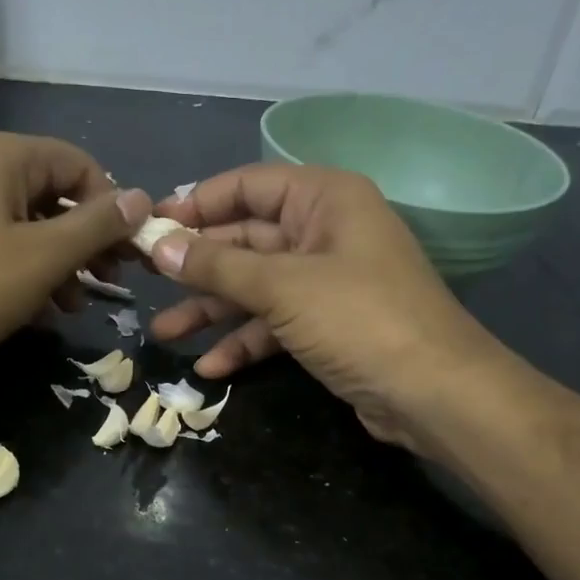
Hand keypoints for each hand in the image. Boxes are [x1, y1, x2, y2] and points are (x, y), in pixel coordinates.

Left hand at [0, 131, 150, 385]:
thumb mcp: (44, 257)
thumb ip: (97, 226)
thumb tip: (141, 198)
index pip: (78, 164)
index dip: (111, 206)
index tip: (127, 252)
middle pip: (50, 194)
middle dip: (85, 240)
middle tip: (108, 281)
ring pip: (22, 224)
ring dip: (57, 262)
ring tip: (73, 306)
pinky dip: (22, 270)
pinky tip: (35, 310)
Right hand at [148, 165, 516, 452]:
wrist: (433, 394)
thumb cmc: (360, 319)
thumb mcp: (282, 287)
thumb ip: (217, 266)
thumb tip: (159, 245)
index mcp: (324, 199)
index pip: (248, 185)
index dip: (197, 204)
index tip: (151, 227)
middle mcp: (325, 232)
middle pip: (246, 239)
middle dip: (197, 266)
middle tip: (145, 282)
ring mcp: (326, 282)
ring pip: (255, 286)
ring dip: (211, 310)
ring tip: (163, 334)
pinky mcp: (326, 326)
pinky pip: (273, 323)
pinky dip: (243, 341)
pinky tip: (209, 367)